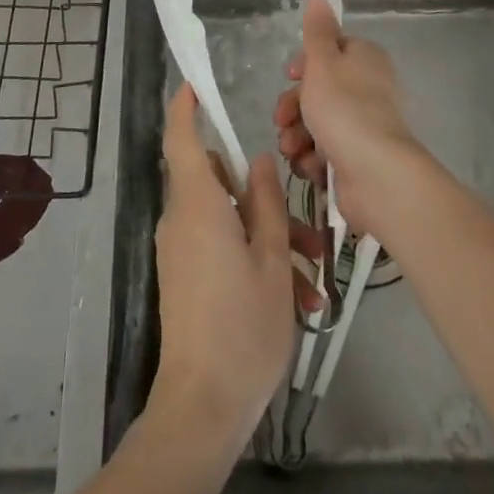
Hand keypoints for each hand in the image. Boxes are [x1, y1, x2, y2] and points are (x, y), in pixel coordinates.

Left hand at [152, 84, 295, 443]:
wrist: (202, 408)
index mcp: (198, 205)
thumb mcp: (271, 259)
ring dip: (270, 238)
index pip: (181, 140)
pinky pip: (221, 249)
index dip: (184, 108)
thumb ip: (267, 203)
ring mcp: (181, 251)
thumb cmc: (242, 325)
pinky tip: (294, 300)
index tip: (195, 85)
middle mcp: (182, 220)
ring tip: (312, 280)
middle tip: (309, 231)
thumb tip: (259, 162)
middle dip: (265, 199)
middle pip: (220, 184)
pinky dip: (254, 260)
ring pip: (228, 221)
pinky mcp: (186, 278)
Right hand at [274, 0, 424, 236]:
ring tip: (293, 150)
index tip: (289, 77)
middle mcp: (368, 89)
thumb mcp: (322, 62)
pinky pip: (326, 153)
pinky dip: (313, 159)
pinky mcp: (358, 160)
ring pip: (317, 124)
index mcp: (364, 59)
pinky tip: (310, 168)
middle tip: (282, 121)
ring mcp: (364, 126)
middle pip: (318, 90)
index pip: (329, 52)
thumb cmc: (344, 108)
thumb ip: (316, 30)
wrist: (376, 176)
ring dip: (298, 136)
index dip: (304, 65)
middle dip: (293, 107)